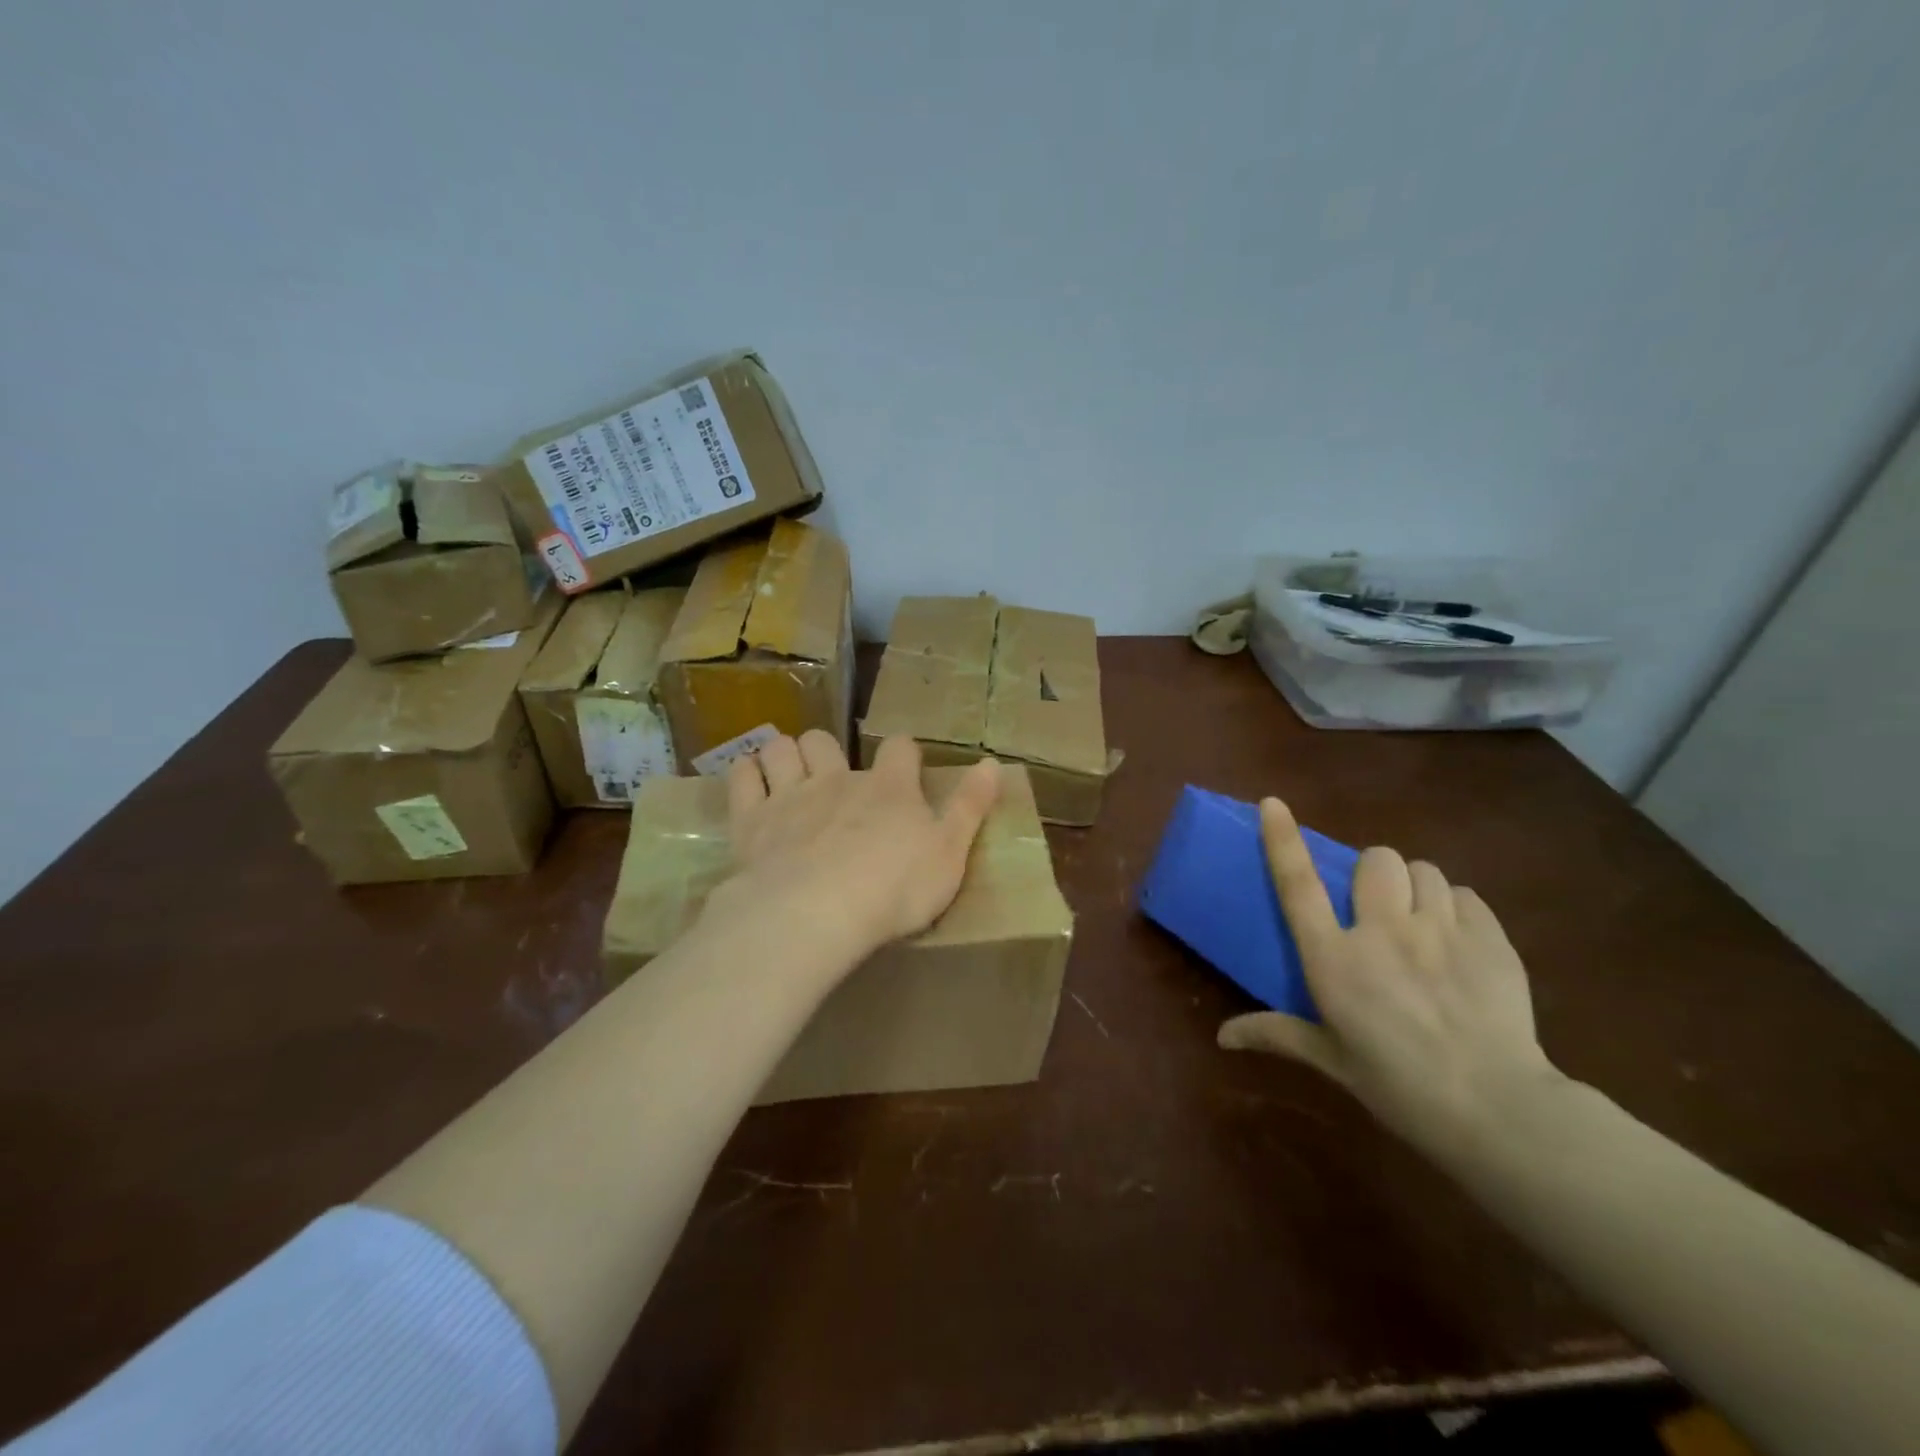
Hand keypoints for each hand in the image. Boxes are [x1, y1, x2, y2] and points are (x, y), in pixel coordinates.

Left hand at [712, 730, 1001, 967]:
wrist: (817, 912)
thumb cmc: (894, 890)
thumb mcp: (950, 854)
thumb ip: (970, 807)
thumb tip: (994, 762)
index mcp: (889, 789)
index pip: (900, 749)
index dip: (903, 753)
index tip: (904, 766)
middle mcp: (838, 780)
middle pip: (825, 741)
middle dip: (826, 750)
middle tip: (831, 776)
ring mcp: (791, 795)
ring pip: (782, 749)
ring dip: (784, 754)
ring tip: (787, 773)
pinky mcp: (752, 819)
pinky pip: (743, 777)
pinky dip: (747, 772)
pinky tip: (751, 779)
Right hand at [1217, 799, 1565, 1151]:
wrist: (1497, 1109)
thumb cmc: (1398, 1086)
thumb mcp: (1331, 1058)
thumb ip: (1276, 1034)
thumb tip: (1221, 1038)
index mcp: (1334, 959)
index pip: (1298, 884)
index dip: (1282, 839)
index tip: (1272, 803)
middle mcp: (1382, 932)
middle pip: (1375, 860)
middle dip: (1373, 872)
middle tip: (1378, 904)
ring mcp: (1440, 931)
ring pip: (1423, 871)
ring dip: (1415, 887)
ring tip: (1420, 919)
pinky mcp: (1490, 939)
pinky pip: (1465, 894)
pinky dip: (1455, 907)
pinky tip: (1458, 938)